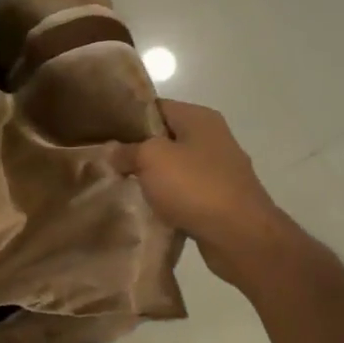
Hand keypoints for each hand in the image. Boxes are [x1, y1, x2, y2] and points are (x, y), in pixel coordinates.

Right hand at [117, 101, 296, 288]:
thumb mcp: (151, 159)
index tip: (104, 132)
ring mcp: (220, 170)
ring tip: (123, 187)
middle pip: (166, 138)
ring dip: (153, 178)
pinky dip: (169, 200)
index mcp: (200, 118)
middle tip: (108, 162)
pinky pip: (186, 193)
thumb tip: (113, 150)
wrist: (240, 236)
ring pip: (175, 168)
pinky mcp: (221, 199)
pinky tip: (148, 210)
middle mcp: (213, 138)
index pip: (157, 107)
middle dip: (138, 150)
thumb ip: (128, 150)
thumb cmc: (195, 186)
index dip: (129, 117)